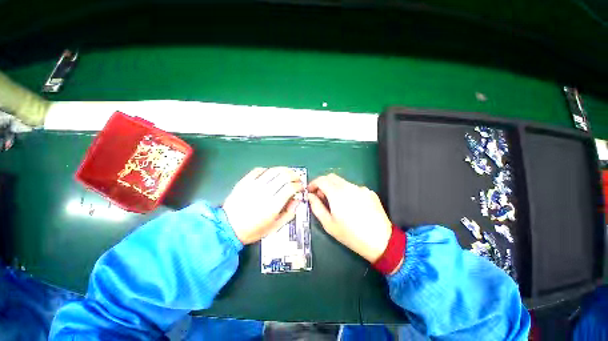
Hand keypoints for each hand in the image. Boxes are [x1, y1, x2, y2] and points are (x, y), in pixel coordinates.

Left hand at [223, 167, 304, 244]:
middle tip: (297, 178)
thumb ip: (289, 213)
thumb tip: (297, 199)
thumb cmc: (254, 230)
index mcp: (273, 205)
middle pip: (284, 176)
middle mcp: (264, 192)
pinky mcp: (244, 182)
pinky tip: (271, 173)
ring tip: (288, 173)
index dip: (298, 185)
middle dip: (294, 175)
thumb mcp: (275, 227)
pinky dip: (268, 170)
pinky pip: (259, 170)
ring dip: (283, 170)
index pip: (290, 187)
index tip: (301, 187)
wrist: (228, 228)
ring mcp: (253, 185)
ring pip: (273, 170)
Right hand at [308, 174, 391, 262]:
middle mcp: (349, 186)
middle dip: (323, 183)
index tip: (310, 191)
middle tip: (321, 196)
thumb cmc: (351, 235)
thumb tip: (310, 196)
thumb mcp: (329, 224)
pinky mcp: (369, 192)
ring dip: (335, 188)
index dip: (313, 183)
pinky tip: (351, 205)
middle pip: (331, 177)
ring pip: (343, 182)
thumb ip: (317, 207)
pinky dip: (347, 192)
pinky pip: (354, 188)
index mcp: (337, 193)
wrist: (381, 241)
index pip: (321, 180)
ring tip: (336, 203)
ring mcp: (361, 188)